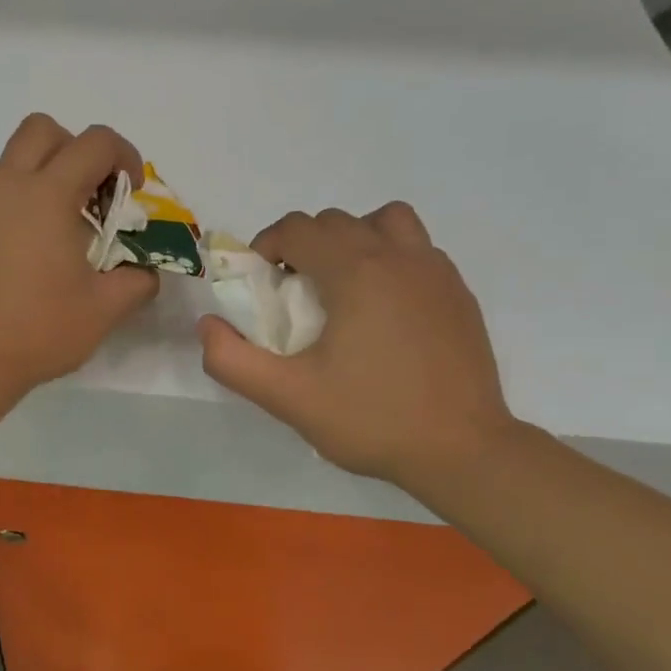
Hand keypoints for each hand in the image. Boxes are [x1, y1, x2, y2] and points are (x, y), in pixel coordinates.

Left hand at [0, 114, 159, 393]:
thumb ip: (137, 281)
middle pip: (42, 129)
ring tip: (52, 223)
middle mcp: (6, 184)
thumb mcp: (104, 310)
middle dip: (74, 149)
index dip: (124, 156)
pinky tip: (20, 247)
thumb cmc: (38, 331)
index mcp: (47, 194)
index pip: (95, 142)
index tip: (131, 191)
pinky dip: (10, 199)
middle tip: (88, 194)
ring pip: (8, 158)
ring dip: (37, 172)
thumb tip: (146, 272)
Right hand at [199, 203, 515, 490]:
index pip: (298, 228)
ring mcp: (436, 272)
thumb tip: (208, 326)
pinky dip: (389, 258)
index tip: (259, 282)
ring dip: (353, 238)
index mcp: (356, 272)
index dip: (266, 246)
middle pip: (337, 221)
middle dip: (303, 244)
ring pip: (385, 221)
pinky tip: (381, 309)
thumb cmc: (371, 420)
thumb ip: (233, 360)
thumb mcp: (288, 397)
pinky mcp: (459, 293)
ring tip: (341, 284)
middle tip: (291, 291)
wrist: (463, 450)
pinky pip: (417, 249)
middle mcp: (399, 257)